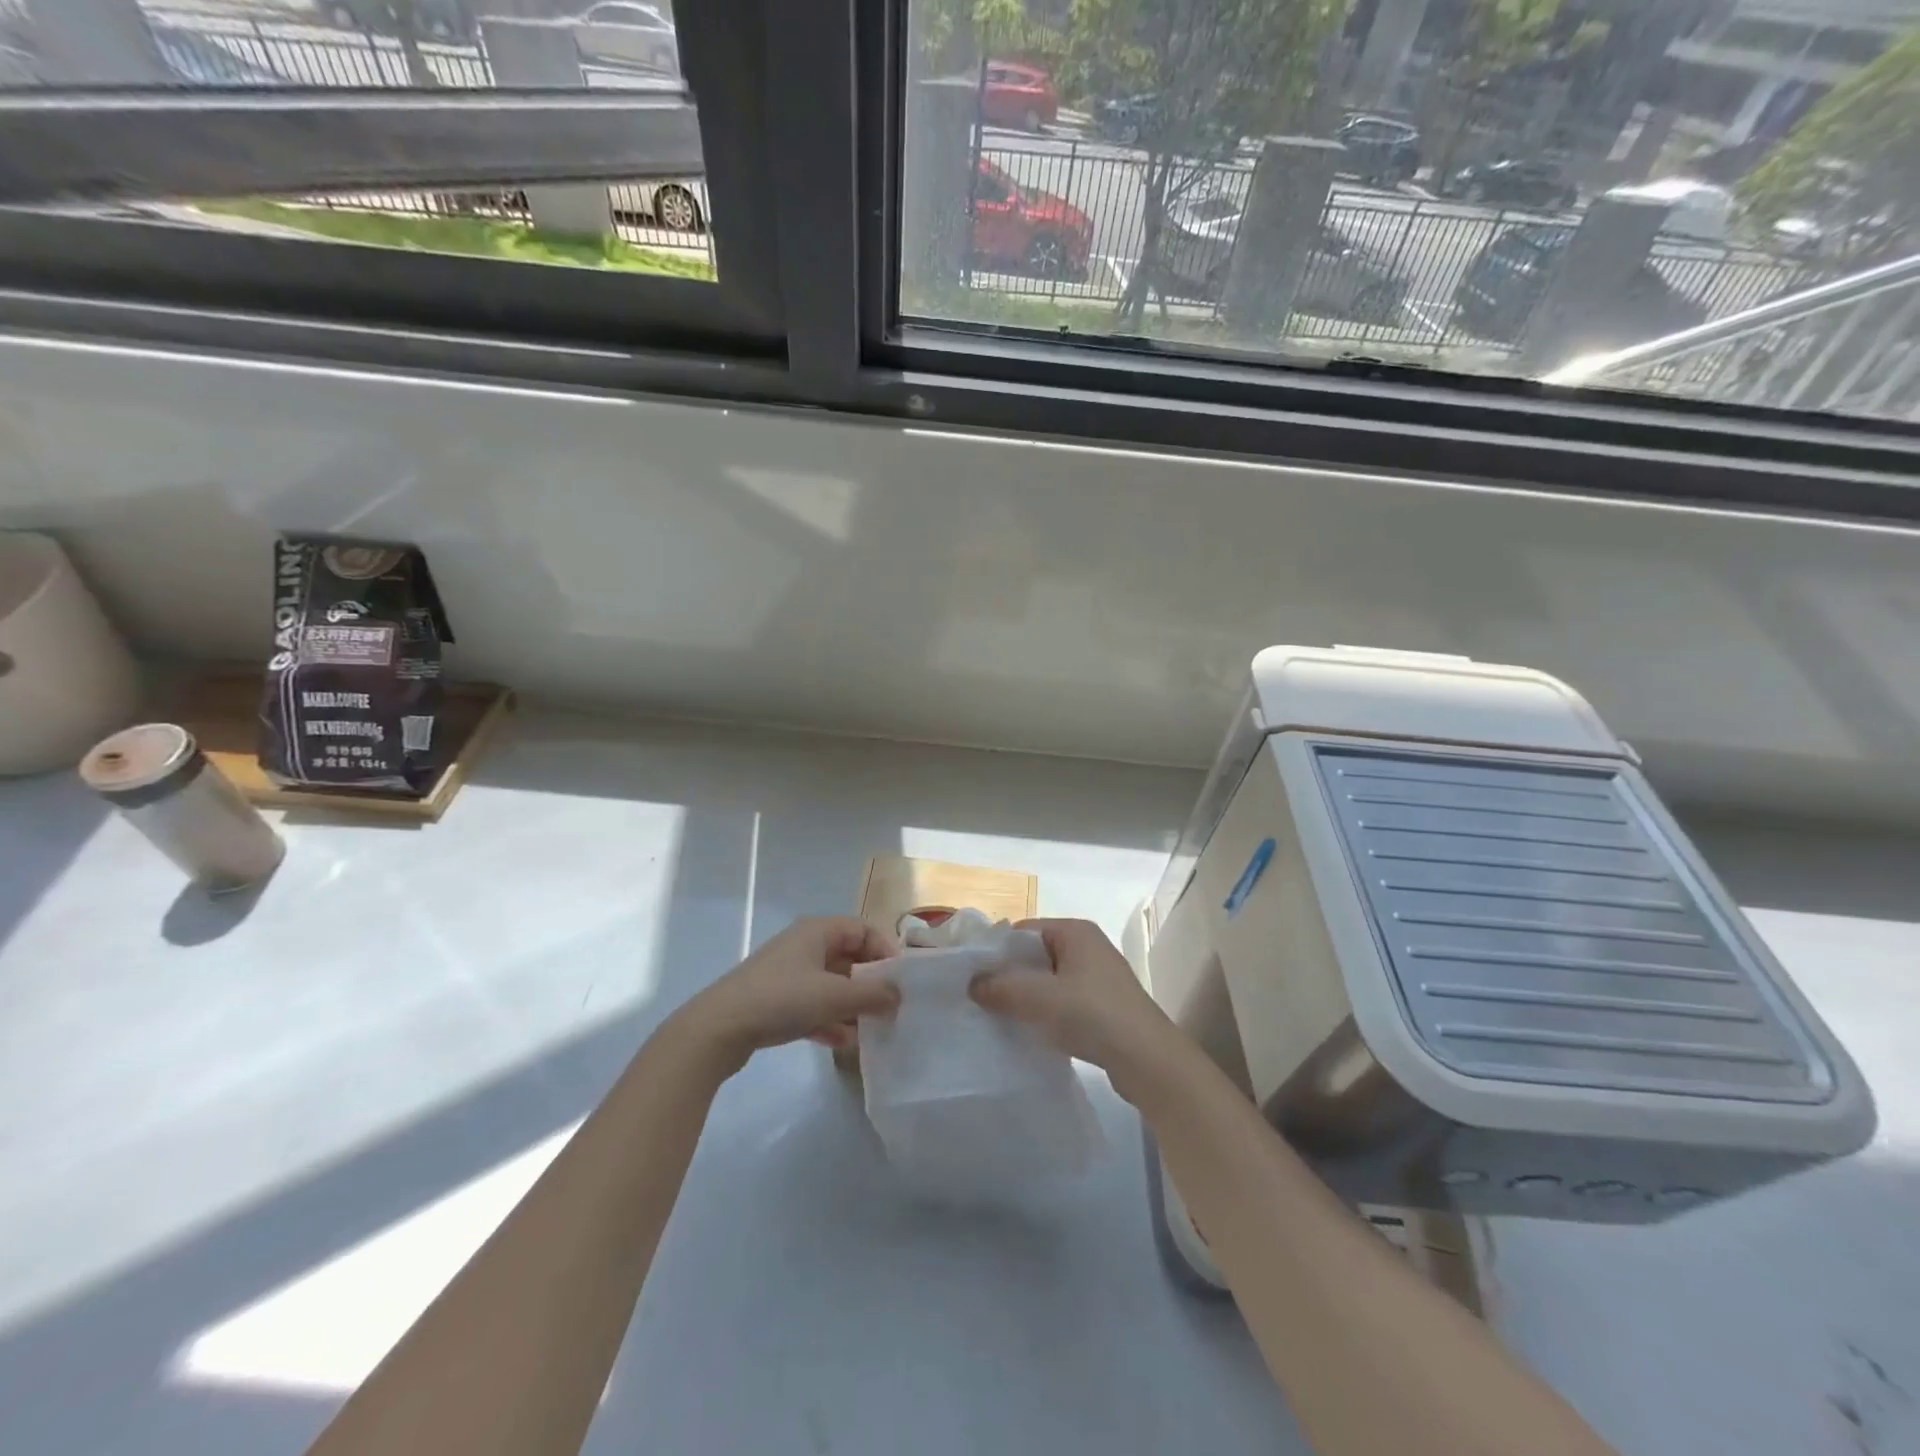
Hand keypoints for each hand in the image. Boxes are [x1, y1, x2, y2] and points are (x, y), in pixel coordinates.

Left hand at [677, 917, 901, 1075]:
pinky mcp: (775, 1001)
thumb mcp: (834, 995)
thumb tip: (899, 996)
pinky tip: (841, 1043)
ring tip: (871, 1029)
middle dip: (870, 982)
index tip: (901, 981)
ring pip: (831, 984)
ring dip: (851, 1004)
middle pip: (849, 957)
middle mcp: (804, 945)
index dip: (885, 951)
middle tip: (890, 1008)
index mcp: (817, 931)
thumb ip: (873, 994)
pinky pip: (812, 1005)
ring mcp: (787, 973)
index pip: (863, 929)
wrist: (718, 1029)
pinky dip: (829, 1019)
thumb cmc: (781, 999)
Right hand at [969, 918, 1176, 1087]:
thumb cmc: (1092, 1014)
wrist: (1147, 1059)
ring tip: (998, 1017)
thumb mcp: (1039, 997)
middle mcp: (1087, 946)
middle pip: (1035, 955)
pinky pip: (1063, 1001)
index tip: (971, 975)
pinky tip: (1029, 1032)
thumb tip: (972, 983)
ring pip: (1048, 980)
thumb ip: (1001, 986)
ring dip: (1026, 997)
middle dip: (1009, 975)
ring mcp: (1097, 977)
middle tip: (979, 998)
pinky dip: (1045, 1012)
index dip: (996, 950)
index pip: (1023, 931)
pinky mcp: (1102, 1005)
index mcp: (1075, 931)